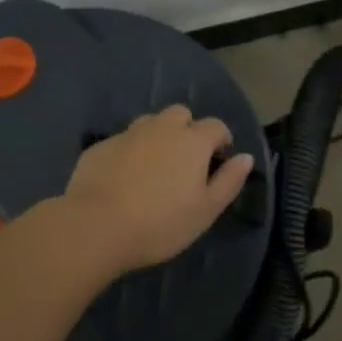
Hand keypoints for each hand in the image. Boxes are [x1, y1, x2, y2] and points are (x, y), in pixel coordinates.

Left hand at [63, 105, 254, 275]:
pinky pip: (122, 141)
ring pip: (149, 123)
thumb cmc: (160, 223)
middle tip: (185, 162)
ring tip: (155, 168)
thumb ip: (229, 181)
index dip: (221, 140)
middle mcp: (160, 128)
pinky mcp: (100, 147)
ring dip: (157, 137)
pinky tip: (124, 179)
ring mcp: (127, 134)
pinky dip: (130, 152)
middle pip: (180, 114)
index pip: (215, 126)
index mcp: (191, 141)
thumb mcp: (206, 210)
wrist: (96, 226)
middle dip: (187, 130)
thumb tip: (245, 157)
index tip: (219, 160)